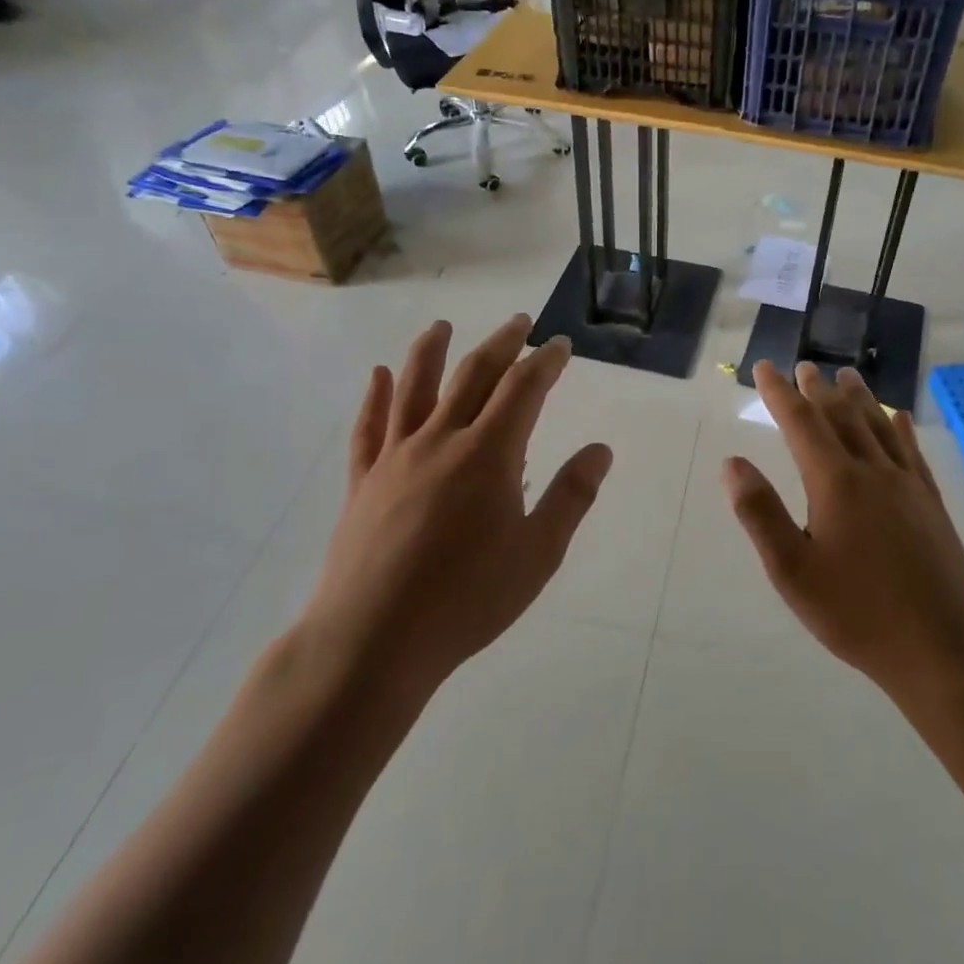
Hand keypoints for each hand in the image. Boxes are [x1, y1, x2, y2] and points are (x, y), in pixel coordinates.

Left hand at [298, 316, 611, 699]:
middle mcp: (441, 440)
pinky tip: (378, 375)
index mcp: (488, 454)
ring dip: (431, 352)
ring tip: (442, 327)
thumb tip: (600, 449)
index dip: (545, 362)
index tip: (559, 345)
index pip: (523, 389)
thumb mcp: (538, 554)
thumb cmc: (467, 600)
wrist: (373, 641)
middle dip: (500, 344)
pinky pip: (368, 427)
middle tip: (518, 322)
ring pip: (415, 389)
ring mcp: (396, 457)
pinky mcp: (363, 481)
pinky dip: (375, 396)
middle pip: (473, 376)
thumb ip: (571, 496)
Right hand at [724, 362, 963, 711]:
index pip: (801, 423)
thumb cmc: (858, 613)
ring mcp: (907, 485)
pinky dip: (900, 428)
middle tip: (804, 368)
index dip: (780, 393)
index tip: (765, 368)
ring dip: (859, 398)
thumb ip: (760, 514)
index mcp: (835, 483)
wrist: (944, 650)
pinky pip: (912, 452)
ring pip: (879, 427)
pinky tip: (899, 418)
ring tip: (847, 376)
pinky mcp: (931, 504)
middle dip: (818, 391)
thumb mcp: (793, 572)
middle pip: (842, 417)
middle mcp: (873, 471)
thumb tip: (732, 463)